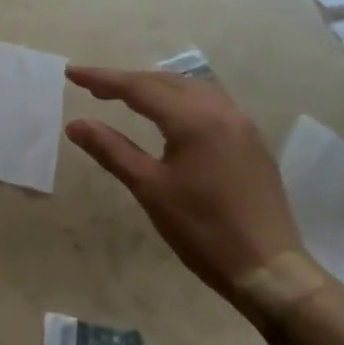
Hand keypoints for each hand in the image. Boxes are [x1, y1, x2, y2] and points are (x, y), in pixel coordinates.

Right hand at [66, 67, 315, 315]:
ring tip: (125, 96)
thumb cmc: (203, 230)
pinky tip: (168, 114)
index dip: (102, 79)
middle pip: (165, 81)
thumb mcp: (149, 189)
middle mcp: (220, 110)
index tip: (72, 73)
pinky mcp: (251, 140)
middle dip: (127, 81)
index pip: (138, 87)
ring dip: (155, 87)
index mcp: (194, 119)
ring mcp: (241, 123)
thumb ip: (111, 149)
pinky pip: (209, 103)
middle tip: (93, 87)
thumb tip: (75, 124)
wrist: (270, 271)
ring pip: (190, 88)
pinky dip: (179, 99)